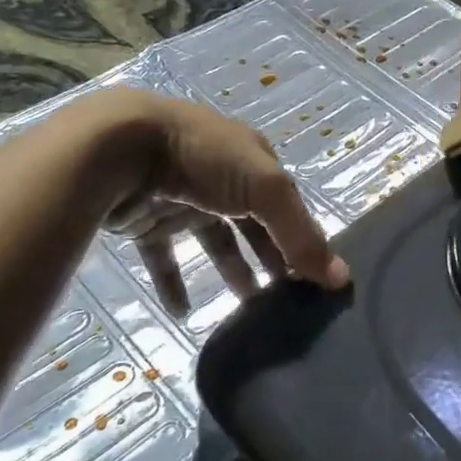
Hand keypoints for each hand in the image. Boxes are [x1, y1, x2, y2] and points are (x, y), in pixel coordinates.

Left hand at [102, 96, 348, 314]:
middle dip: (270, 259)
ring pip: (212, 240)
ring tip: (245, 314)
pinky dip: (173, 283)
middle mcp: (220, 175)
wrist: (118, 147)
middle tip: (285, 301)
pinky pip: (163, 255)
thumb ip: (301, 234)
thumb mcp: (264, 189)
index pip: (286, 204)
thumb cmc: (203, 159)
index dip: (301, 238)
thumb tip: (342, 279)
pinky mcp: (147, 218)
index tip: (313, 281)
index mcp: (252, 159)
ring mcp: (182, 195)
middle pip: (253, 224)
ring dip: (230, 272)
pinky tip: (183, 313)